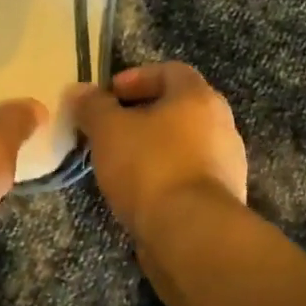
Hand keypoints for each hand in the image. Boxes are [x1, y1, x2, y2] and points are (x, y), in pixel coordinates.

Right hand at [68, 62, 247, 243]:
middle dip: (142, 115)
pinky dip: (165, 176)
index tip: (109, 94)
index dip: (137, 77)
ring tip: (121, 163)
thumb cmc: (150, 167)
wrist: (192, 234)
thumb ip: (93, 106)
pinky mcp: (223, 199)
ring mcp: (227, 164)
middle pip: (180, 108)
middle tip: (111, 128)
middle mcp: (221, 125)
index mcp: (199, 98)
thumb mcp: (109, 130)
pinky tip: (140, 193)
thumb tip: (78, 90)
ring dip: (154, 147)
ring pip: (184, 144)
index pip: (171, 71)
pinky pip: (189, 175)